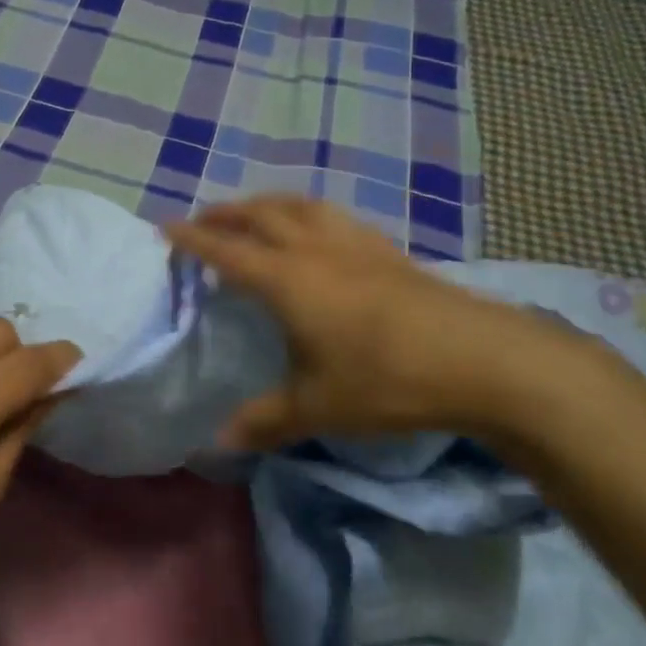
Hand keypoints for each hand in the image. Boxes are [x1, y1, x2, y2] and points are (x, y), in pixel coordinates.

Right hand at [167, 197, 614, 449]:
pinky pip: (331, 216)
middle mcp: (314, 248)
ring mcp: (354, 243)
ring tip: (253, 214)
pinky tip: (316, 231)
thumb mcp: (318, 407)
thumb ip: (264, 420)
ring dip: (266, 204)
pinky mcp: (386, 249)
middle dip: (225, 213)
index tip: (164, 228)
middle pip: (259, 215)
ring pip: (298, 206)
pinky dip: (306, 213)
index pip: (225, 250)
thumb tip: (218, 441)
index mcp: (287, 279)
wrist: (481, 358)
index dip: (192, 239)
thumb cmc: (388, 380)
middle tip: (203, 220)